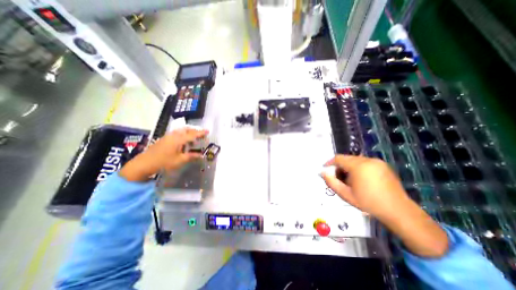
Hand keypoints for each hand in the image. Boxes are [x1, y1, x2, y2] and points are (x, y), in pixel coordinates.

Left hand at [120, 128, 208, 180]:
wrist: (143, 164)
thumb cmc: (163, 162)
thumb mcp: (179, 160)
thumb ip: (191, 156)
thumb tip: (201, 155)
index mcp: (178, 139)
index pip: (192, 134)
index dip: (201, 133)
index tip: (208, 131)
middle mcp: (173, 135)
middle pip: (186, 129)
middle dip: (195, 131)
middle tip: (201, 135)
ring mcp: (168, 136)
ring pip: (181, 131)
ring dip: (188, 133)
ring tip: (193, 139)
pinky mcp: (164, 139)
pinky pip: (176, 133)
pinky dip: (183, 135)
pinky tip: (183, 142)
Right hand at [322, 155, 447, 256]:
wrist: (398, 211)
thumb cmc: (368, 203)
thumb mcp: (345, 194)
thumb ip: (331, 182)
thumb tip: (322, 172)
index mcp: (358, 166)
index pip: (339, 158)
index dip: (330, 162)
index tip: (325, 169)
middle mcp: (368, 160)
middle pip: (347, 158)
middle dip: (339, 166)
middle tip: (338, 178)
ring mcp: (377, 162)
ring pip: (356, 160)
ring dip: (349, 167)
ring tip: (350, 180)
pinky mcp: (384, 165)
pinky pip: (365, 162)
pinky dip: (358, 168)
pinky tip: (361, 180)